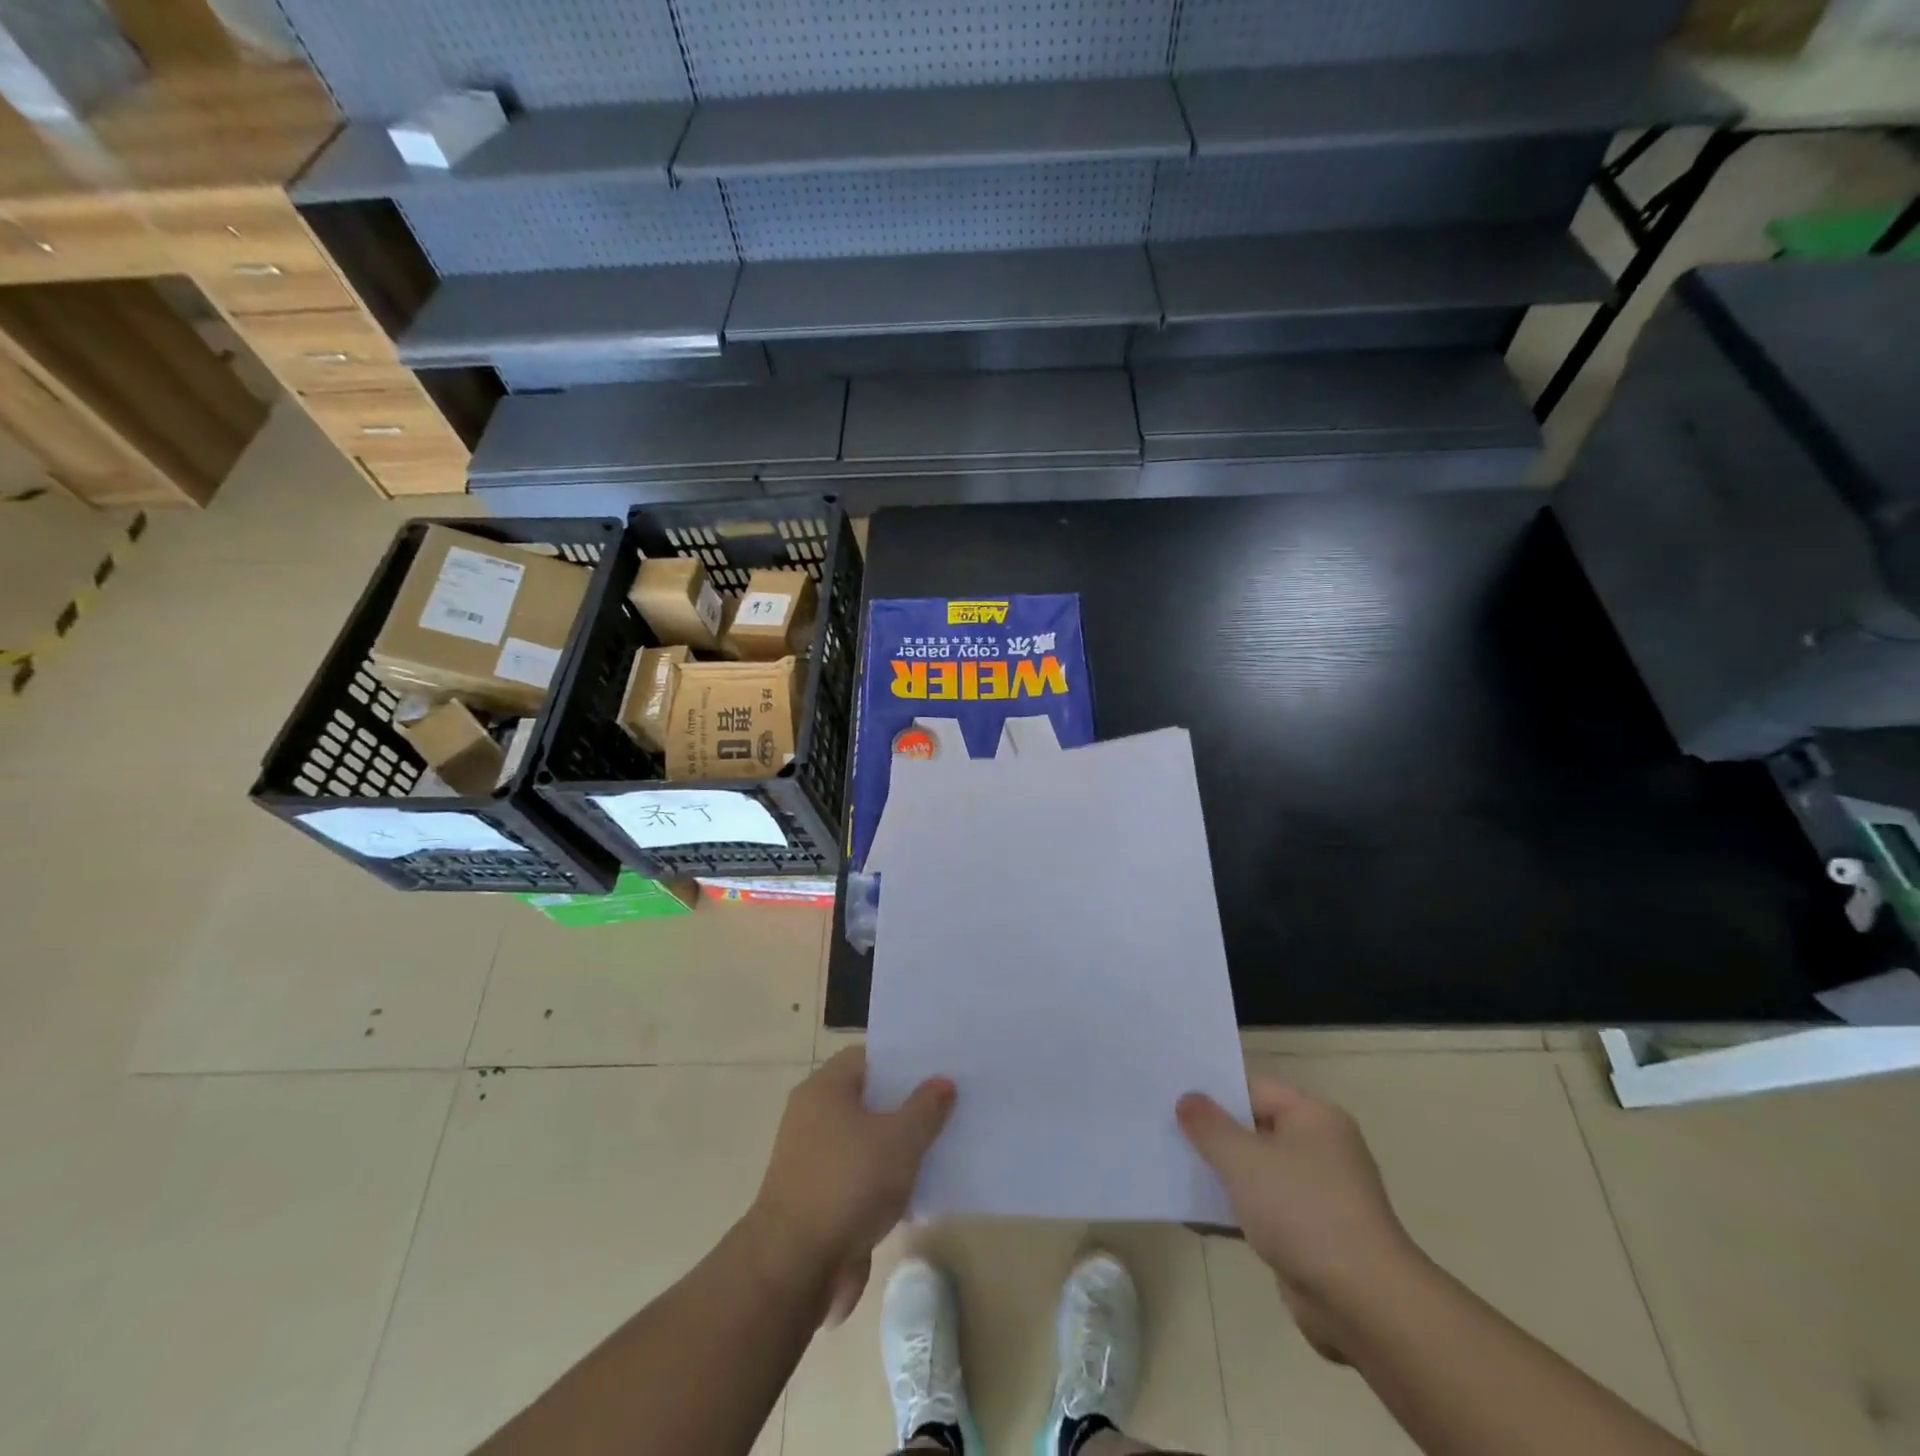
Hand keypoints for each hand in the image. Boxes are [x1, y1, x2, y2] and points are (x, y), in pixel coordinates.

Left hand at [747, 1048, 954, 1326]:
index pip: (868, 1057)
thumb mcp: (899, 1140)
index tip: (937, 1067)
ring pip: (867, 1141)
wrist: (794, 1268)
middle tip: (949, 1103)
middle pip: (868, 1099)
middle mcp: (813, 1117)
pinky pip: (861, 1178)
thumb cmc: (847, 1184)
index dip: (902, 1060)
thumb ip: (925, 1108)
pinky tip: (920, 1191)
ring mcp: (814, 1161)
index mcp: (824, 1089)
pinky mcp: (820, 1200)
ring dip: (898, 1147)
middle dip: (906, 1104)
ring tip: (943, 1145)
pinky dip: (885, 1182)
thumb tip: (943, 1082)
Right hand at [1178, 1079, 1422, 1361]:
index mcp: (1314, 1117)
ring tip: (1174, 1173)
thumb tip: (1187, 1099)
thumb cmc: (1303, 1212)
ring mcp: (1320, 1194)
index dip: (1214, 1094)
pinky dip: (1238, 1211)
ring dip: (1223, 1177)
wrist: (1364, 1304)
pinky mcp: (1314, 1235)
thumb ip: (1209, 1126)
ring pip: (1258, 1173)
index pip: (1254, 1090)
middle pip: (1255, 1130)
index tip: (1175, 1101)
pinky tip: (1200, 1217)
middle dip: (1214, 1137)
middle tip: (1167, 1134)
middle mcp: (1322, 1148)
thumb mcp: (1243, 1160)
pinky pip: (1266, 1210)